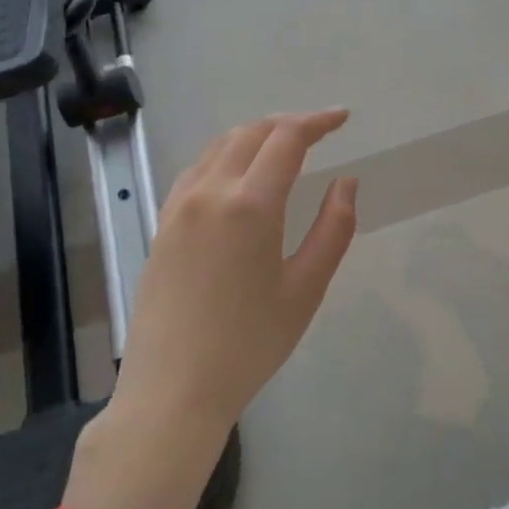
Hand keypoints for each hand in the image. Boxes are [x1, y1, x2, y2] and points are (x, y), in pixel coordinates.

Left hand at [108, 109, 358, 439]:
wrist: (173, 389)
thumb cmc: (250, 343)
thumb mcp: (307, 288)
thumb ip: (334, 228)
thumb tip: (346, 182)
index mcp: (250, 204)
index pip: (287, 138)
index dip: (317, 121)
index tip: (342, 119)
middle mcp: (210, 192)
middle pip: (251, 133)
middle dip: (289, 123)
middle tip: (320, 131)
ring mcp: (179, 207)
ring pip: (219, 146)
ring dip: (255, 135)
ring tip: (284, 146)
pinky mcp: (162, 225)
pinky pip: (196, 169)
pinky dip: (225, 155)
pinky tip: (239, 174)